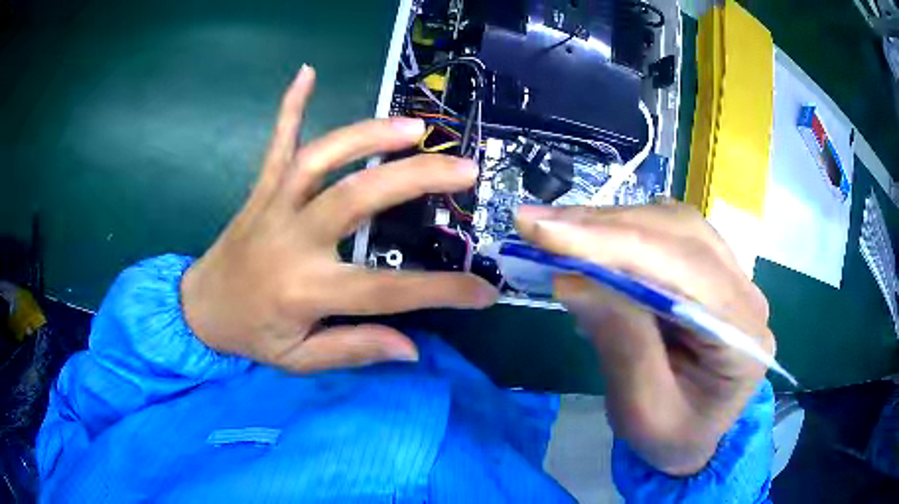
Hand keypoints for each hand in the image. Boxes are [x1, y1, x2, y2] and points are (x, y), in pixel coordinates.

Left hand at [181, 66, 496, 372]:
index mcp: (305, 290)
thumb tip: (412, 347)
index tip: (485, 291)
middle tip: (464, 169)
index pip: (387, 291)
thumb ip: (354, 349)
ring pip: (320, 158)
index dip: (441, 292)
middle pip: (356, 198)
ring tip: (414, 127)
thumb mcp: (300, 360)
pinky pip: (276, 143)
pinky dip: (290, 107)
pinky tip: (307, 73)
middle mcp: (291, 239)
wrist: (198, 310)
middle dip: (415, 179)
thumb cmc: (251, 336)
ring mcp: (273, 205)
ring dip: (367, 135)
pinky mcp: (260, 189)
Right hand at [515, 203, 773, 475]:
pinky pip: (668, 234)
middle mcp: (746, 294)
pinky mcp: (710, 271)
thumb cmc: (670, 438)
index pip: (686, 271)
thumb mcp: (641, 412)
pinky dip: (621, 231)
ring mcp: (732, 276)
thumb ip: (620, 344)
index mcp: (743, 338)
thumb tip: (572, 279)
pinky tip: (588, 239)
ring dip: (610, 223)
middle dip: (604, 227)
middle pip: (680, 235)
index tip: (546, 233)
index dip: (616, 245)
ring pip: (673, 224)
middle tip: (535, 225)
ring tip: (554, 229)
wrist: (693, 437)